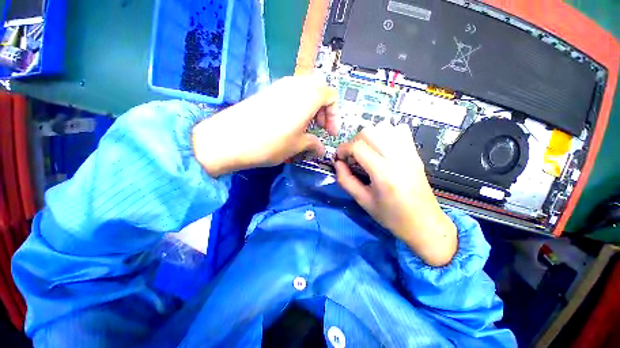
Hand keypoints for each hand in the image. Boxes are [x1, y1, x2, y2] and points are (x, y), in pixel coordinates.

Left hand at [192, 76, 337, 176]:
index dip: (335, 115)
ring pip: (304, 90)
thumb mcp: (297, 146)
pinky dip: (297, 106)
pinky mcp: (267, 92)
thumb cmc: (271, 143)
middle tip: (320, 127)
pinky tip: (290, 123)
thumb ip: (313, 144)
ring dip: (311, 107)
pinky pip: (290, 93)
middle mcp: (295, 85)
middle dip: (324, 109)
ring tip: (306, 127)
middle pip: (319, 89)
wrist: (230, 139)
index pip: (331, 95)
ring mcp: (279, 86)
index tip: (330, 133)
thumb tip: (320, 148)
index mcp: (308, 96)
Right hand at [335, 124, 457, 266]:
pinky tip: (381, 148)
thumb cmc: (391, 217)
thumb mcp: (362, 201)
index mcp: (384, 173)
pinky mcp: (415, 153)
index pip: (358, 147)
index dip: (343, 149)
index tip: (339, 158)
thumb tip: (337, 163)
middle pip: (370, 132)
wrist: (424, 224)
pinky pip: (399, 131)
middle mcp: (398, 158)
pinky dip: (385, 134)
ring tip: (365, 152)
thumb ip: (346, 180)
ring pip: (384, 127)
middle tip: (351, 157)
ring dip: (368, 137)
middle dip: (354, 142)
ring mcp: (409, 153)